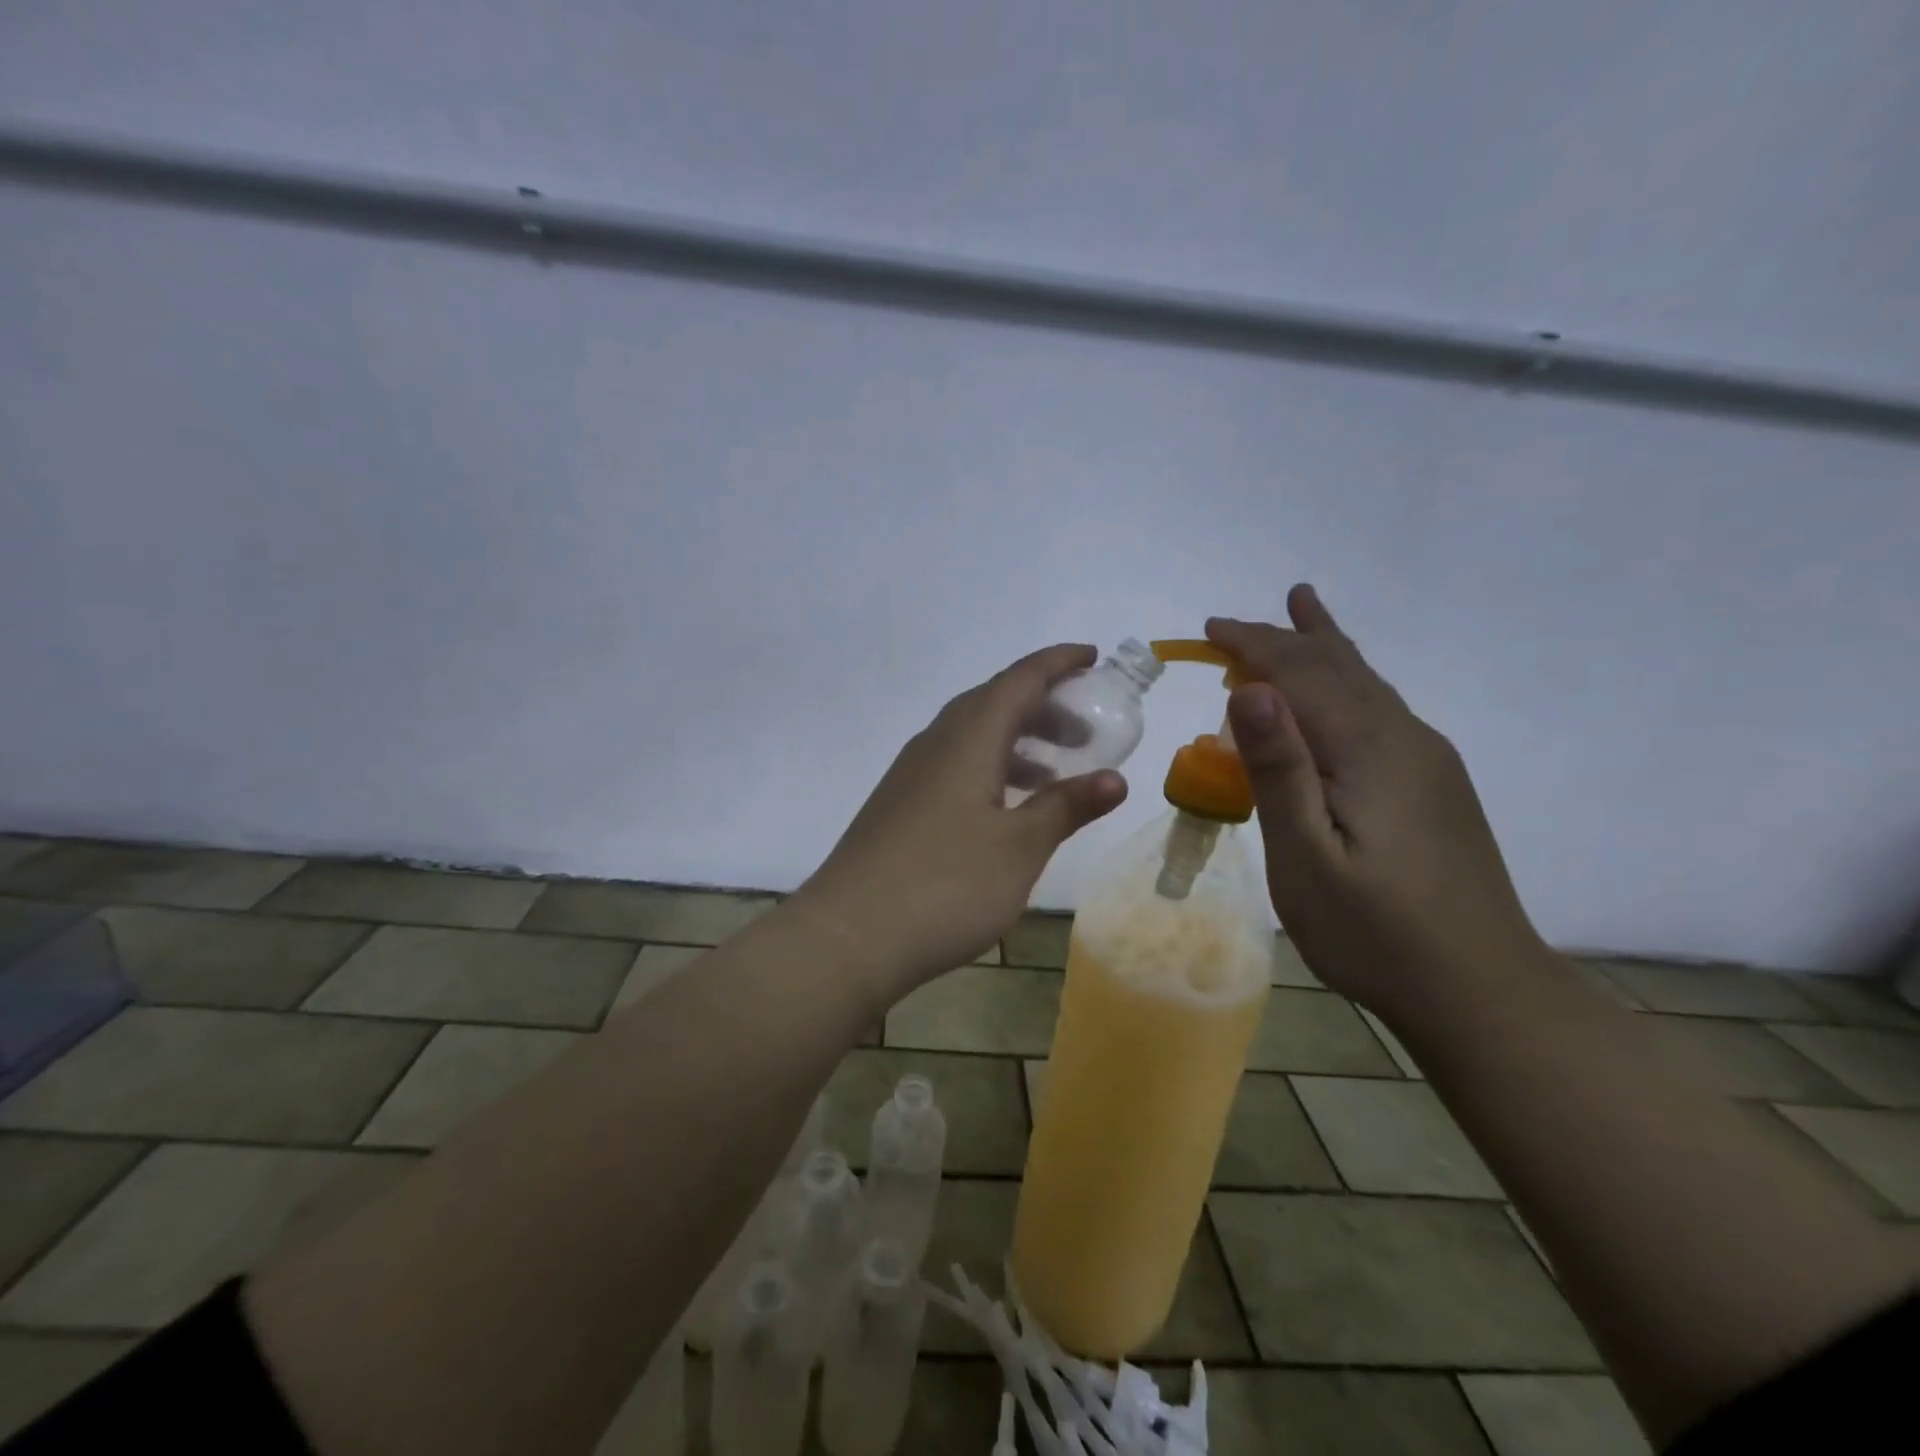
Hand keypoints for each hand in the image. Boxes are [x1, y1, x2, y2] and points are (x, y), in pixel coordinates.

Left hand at [792, 645, 1127, 1001]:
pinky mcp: (899, 806)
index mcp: (967, 739)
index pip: (1019, 680)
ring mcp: (910, 775)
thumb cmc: (945, 885)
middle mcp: (935, 744)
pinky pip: (954, 766)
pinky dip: (990, 770)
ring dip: (1017, 743)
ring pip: (971, 737)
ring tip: (1054, 775)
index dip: (1058, 663)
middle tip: (1085, 733)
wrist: (848, 936)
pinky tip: (1004, 810)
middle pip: (993, 703)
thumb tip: (1115, 778)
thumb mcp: (1019, 847)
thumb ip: (1066, 807)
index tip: (1093, 657)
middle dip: (1043, 707)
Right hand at [1208, 587, 1545, 1016]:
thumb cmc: (1375, 931)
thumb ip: (1279, 770)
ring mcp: (1427, 760)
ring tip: (1302, 607)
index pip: (1302, 672)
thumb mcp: (1306, 857)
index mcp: (1369, 749)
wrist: (1482, 991)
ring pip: (1366, 683)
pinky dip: (1344, 683)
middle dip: (1283, 638)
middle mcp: (1404, 738)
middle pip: (1339, 666)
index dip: (1254, 644)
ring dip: (1322, 648)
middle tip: (1233, 626)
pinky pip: (1379, 710)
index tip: (1209, 630)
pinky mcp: (1435, 784)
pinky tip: (1341, 692)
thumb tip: (1252, 689)